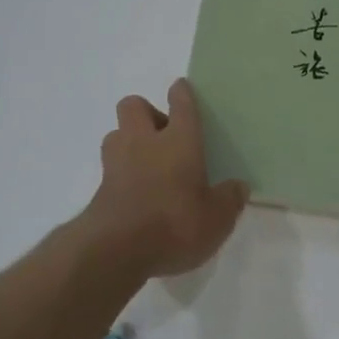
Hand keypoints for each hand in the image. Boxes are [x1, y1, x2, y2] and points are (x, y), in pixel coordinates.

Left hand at [81, 79, 247, 278]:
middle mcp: (144, 143)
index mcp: (179, 141)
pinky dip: (122, 172)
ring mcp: (116, 163)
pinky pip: (110, 167)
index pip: (181, 105)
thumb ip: (228, 200)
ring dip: (129, 140)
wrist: (115, 251)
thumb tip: (239, 187)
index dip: (182, 93)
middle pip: (134, 106)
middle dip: (147, 112)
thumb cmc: (174, 225)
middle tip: (163, 135)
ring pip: (116, 134)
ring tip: (147, 162)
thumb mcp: (216, 219)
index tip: (181, 87)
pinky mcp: (99, 189)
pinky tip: (136, 192)